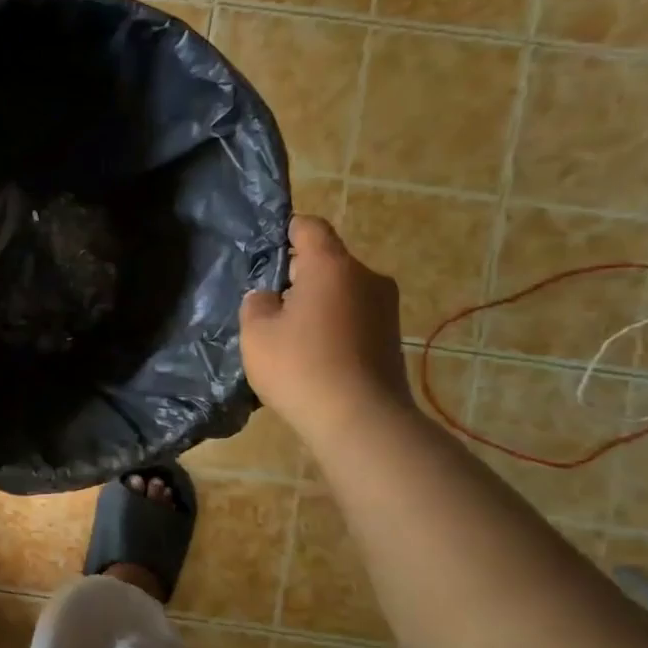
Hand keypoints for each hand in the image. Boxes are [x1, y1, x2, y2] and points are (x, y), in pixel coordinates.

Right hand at [240, 216, 411, 441]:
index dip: (286, 230)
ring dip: (317, 303)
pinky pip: (354, 316)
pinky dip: (333, 325)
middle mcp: (366, 277)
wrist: (361, 420)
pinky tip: (313, 355)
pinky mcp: (391, 337)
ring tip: (290, 334)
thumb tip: (270, 298)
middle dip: (298, 275)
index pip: (310, 227)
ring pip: (342, 291)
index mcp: (331, 266)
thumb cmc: (300, 366)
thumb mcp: (256, 333)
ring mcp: (385, 308)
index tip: (265, 248)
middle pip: (327, 261)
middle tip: (269, 303)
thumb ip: (256, 304)